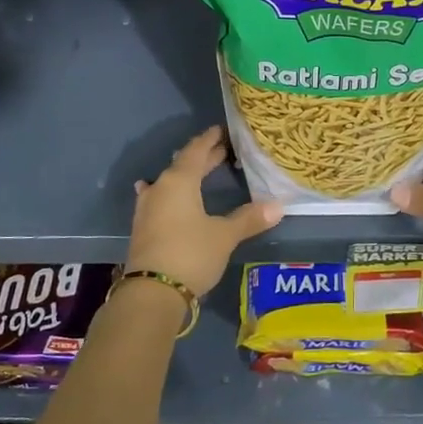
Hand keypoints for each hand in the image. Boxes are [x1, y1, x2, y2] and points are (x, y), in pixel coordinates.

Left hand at [127, 126, 282, 299]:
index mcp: (179, 181)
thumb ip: (249, 218)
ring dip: (185, 176)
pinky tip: (161, 195)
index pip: (195, 152)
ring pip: (169, 182)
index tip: (221, 131)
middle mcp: (160, 188)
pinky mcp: (144, 227)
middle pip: (182, 165)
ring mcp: (148, 208)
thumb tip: (278, 205)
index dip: (209, 140)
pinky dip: (169, 194)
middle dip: (202, 158)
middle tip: (222, 150)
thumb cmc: (191, 254)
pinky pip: (159, 199)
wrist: (152, 292)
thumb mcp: (224, 236)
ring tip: (197, 171)